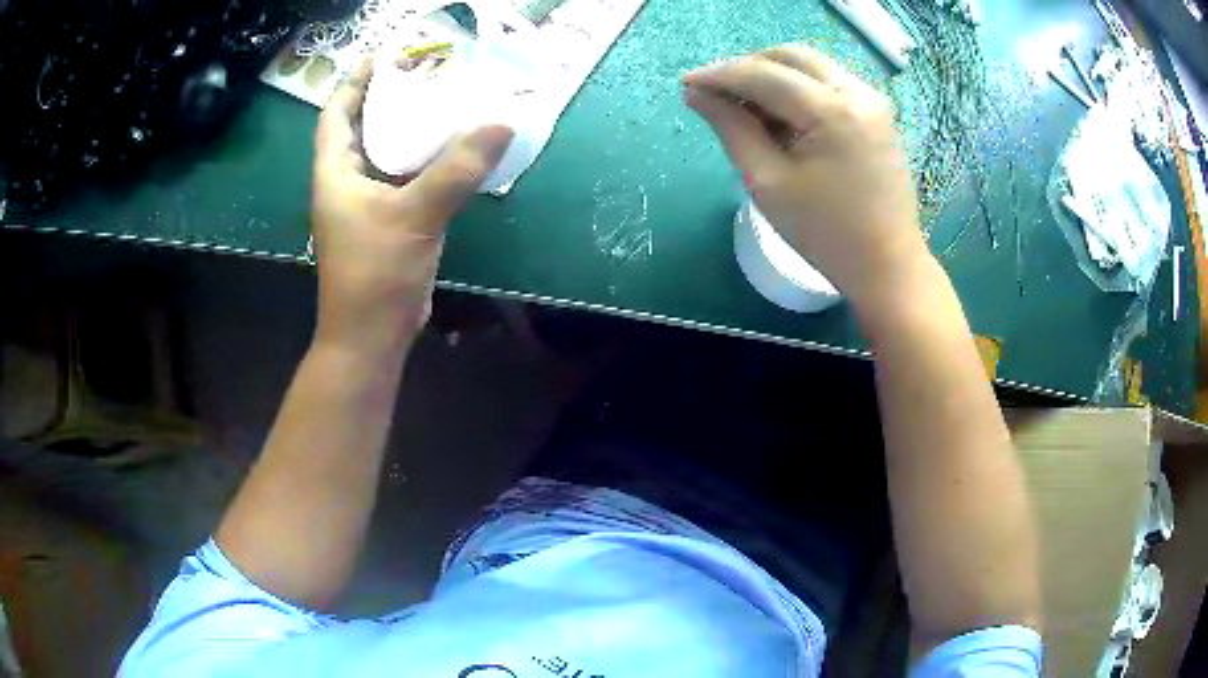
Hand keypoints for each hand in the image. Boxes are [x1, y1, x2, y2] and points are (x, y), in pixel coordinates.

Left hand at [311, 57, 512, 354]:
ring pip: (386, 153)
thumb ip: (456, 169)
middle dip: (388, 97)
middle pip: (362, 127)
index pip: (336, 114)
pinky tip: (452, 150)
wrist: (371, 336)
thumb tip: (501, 124)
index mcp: (335, 172)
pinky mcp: (387, 222)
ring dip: (409, 128)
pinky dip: (424, 160)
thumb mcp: (415, 215)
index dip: (355, 81)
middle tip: (426, 72)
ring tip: (443, 101)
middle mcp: (346, 182)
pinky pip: (405, 178)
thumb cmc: (375, 273)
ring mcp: (366, 204)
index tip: (384, 55)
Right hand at [684, 45, 929, 309]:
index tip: (686, 84)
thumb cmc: (825, 234)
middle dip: (747, 67)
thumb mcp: (767, 182)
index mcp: (832, 111)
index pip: (764, 74)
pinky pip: (829, 82)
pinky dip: (799, 88)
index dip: (719, 75)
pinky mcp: (877, 113)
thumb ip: (731, 129)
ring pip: (810, 65)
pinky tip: (782, 117)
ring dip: (773, 76)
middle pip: (789, 56)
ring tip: (747, 109)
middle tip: (717, 93)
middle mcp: (858, 92)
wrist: (886, 266)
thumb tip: (696, 94)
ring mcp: (873, 100)